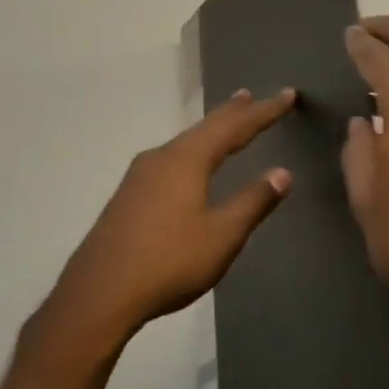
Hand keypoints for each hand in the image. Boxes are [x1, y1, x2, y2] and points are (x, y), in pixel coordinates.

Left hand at [37, 88, 296, 353]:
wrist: (100, 294)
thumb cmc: (169, 262)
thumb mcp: (222, 235)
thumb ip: (253, 201)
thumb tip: (283, 172)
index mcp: (187, 160)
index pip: (234, 127)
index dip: (264, 112)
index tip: (287, 95)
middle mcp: (161, 158)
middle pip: (204, 128)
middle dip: (232, 113)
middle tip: (251, 96)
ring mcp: (139, 177)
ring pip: (184, 144)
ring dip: (209, 132)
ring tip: (225, 123)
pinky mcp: (128, 197)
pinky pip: (169, 161)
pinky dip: (191, 152)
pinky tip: (188, 165)